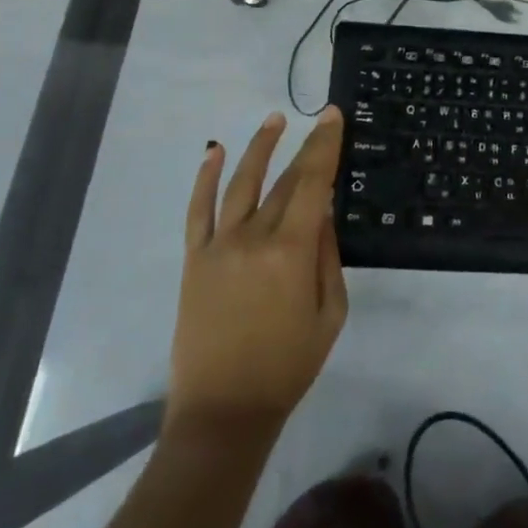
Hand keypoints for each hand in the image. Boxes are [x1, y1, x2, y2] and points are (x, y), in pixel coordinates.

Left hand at [169, 108, 348, 436]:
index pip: (313, 184)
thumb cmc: (288, 367)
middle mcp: (254, 238)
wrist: (223, 411)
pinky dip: (205, 178)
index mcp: (292, 252)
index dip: (325, 146)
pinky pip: (199, 210)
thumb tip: (324, 211)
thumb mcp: (330, 314)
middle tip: (319, 120)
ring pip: (241, 183)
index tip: (333, 116)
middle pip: (284, 181)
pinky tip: (215, 151)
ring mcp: (219, 246)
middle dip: (305, 147)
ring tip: (274, 119)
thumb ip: (328, 257)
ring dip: (259, 147)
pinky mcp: (194, 259)